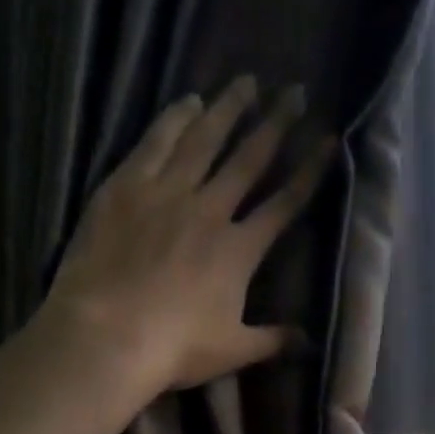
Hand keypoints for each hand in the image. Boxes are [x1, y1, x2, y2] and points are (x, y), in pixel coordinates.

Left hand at [45, 77, 335, 391]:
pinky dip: (173, 120)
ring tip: (244, 82)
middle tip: (294, 91)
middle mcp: (209, 210)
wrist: (106, 335)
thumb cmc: (174, 348)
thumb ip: (273, 341)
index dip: (309, 172)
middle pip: (248, 159)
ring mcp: (165, 193)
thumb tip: (309, 341)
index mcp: (239, 250)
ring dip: (226, 109)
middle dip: (275, 124)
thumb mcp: (232, 350)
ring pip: (203, 140)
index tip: (328, 140)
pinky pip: (155, 143)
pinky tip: (186, 101)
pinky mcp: (124, 188)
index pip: (284, 204)